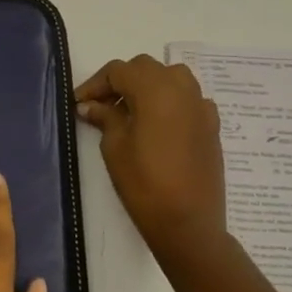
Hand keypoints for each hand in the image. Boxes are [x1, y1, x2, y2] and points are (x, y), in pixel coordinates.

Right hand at [75, 55, 226, 259]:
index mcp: (155, 89)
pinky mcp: (212, 124)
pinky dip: (170, 102)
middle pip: (146, 68)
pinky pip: (188, 99)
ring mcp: (201, 105)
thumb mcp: (115, 147)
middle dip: (121, 81)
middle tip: (101, 106)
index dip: (95, 83)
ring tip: (130, 111)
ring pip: (171, 77)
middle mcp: (182, 88)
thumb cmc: (144, 183)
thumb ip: (105, 117)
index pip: (119, 70)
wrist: (188, 223)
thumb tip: (91, 105)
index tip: (79, 103)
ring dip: (148, 86)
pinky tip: (158, 124)